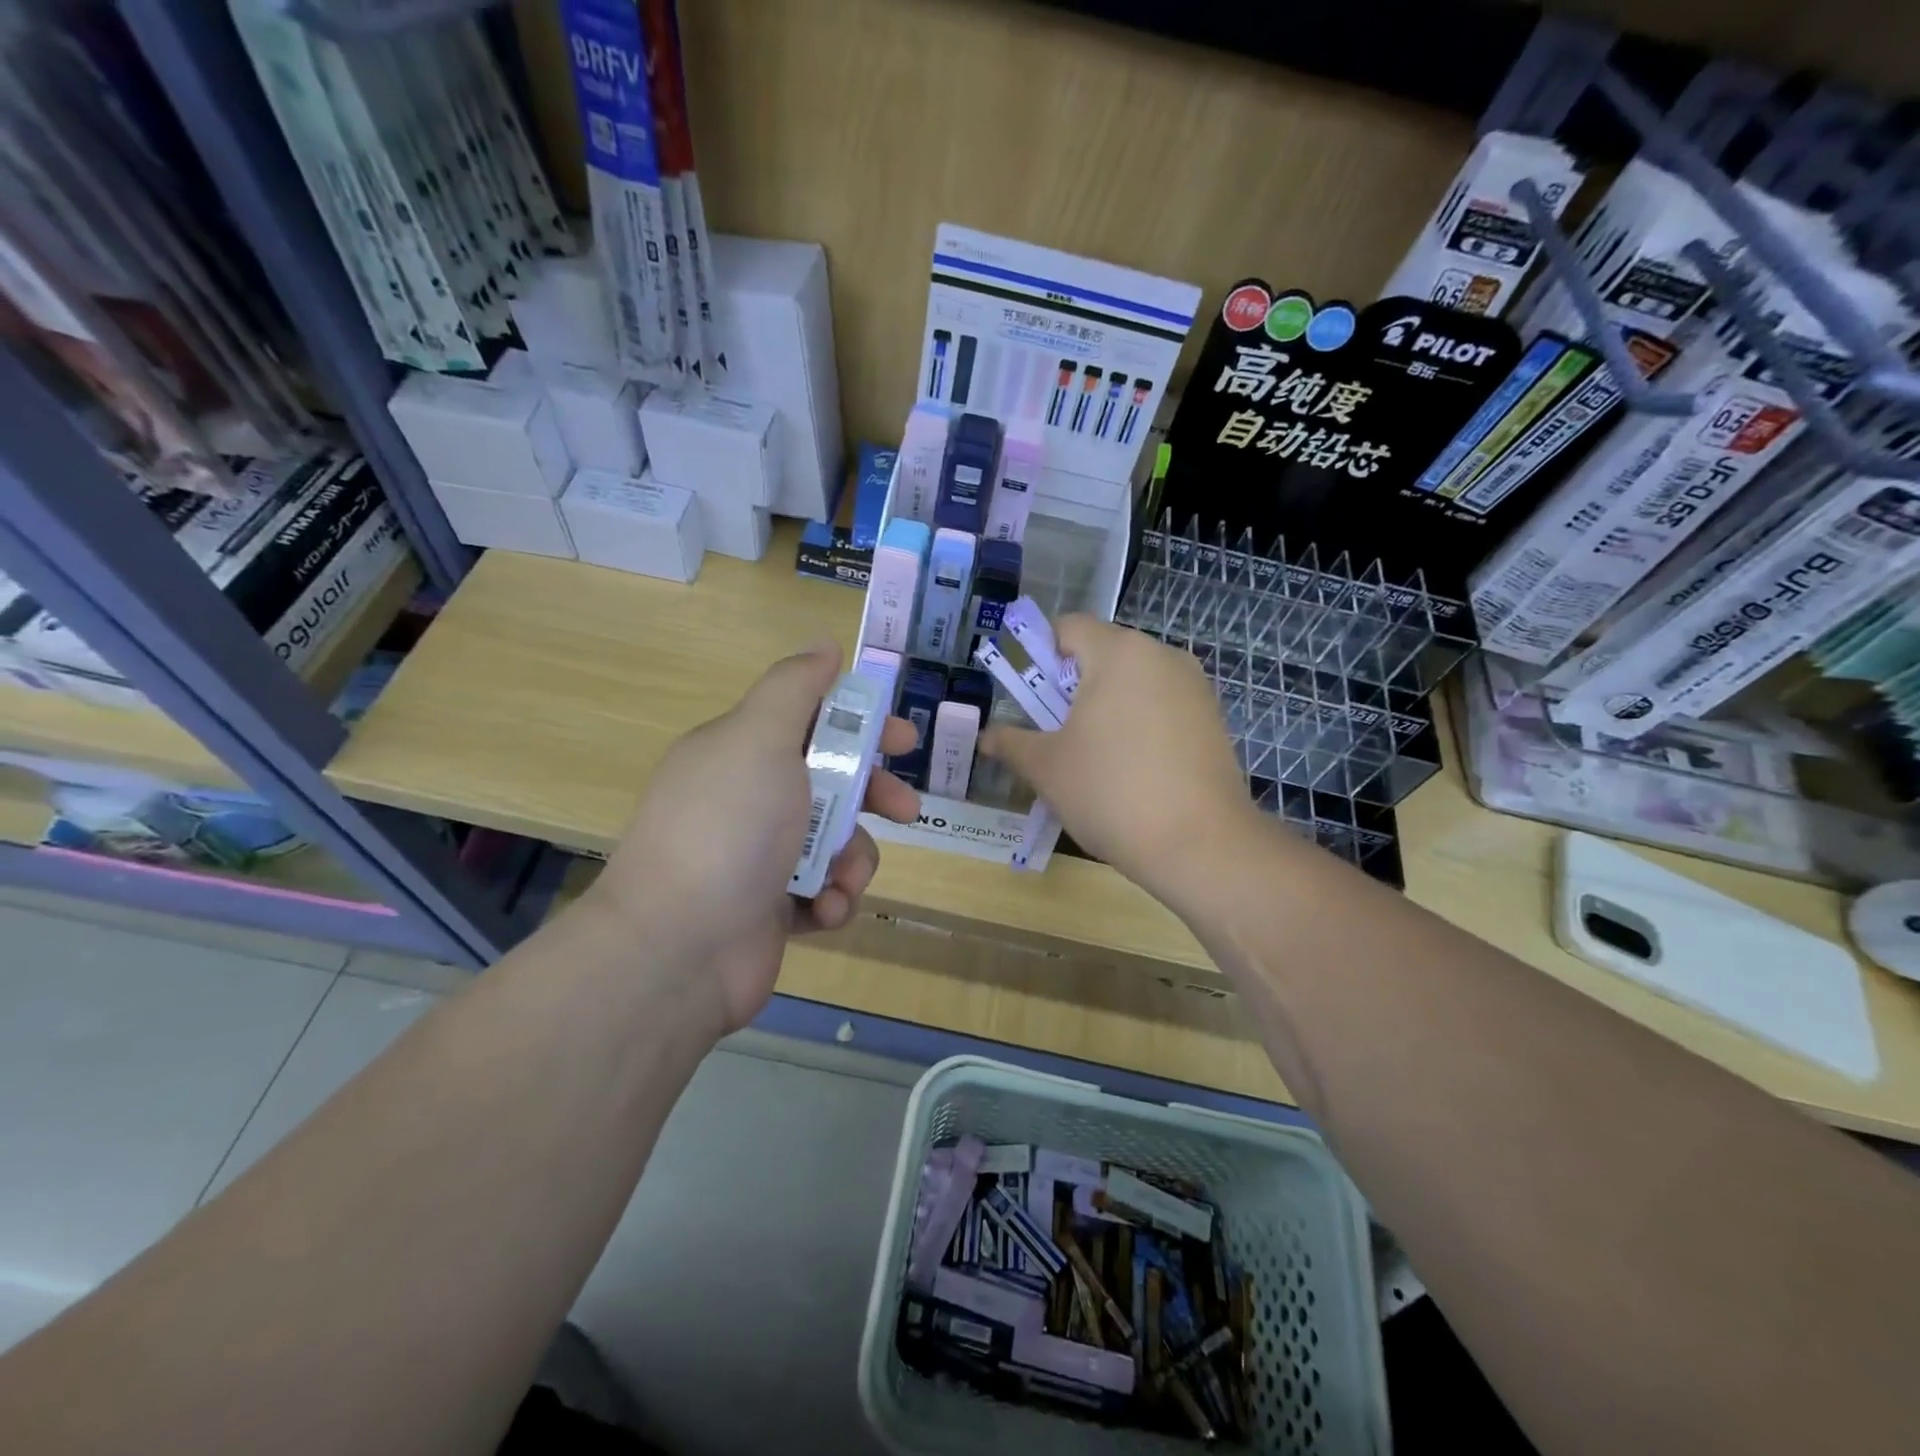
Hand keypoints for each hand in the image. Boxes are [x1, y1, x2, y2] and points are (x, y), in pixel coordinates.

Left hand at [587, 644, 919, 1035]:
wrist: (678, 947)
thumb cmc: (729, 829)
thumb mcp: (760, 738)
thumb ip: (795, 687)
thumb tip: (823, 644)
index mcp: (742, 752)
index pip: (811, 721)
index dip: (862, 724)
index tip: (904, 738)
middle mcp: (749, 799)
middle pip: (832, 782)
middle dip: (874, 796)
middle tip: (908, 811)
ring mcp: (759, 857)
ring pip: (837, 841)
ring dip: (854, 859)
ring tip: (842, 881)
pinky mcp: (770, 908)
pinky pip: (823, 891)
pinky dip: (831, 899)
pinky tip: (822, 911)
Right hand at [979, 616, 1259, 911]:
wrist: (1200, 845)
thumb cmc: (1111, 792)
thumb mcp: (1047, 767)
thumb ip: (1011, 742)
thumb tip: (987, 736)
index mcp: (1118, 652)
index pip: (1068, 627)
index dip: (1040, 656)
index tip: (1031, 700)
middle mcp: (1161, 655)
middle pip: (1103, 653)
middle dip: (1073, 686)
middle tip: (1057, 733)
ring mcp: (1194, 686)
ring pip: (1134, 681)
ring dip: (1107, 706)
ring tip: (1095, 757)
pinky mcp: (1213, 718)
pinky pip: (1163, 706)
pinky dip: (1140, 724)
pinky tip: (1134, 770)